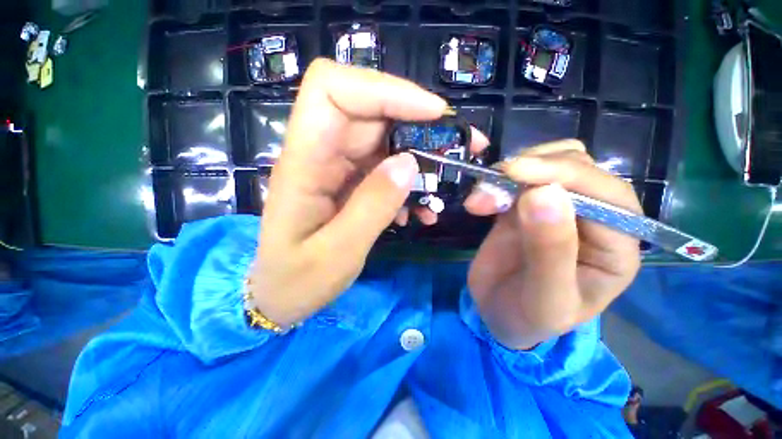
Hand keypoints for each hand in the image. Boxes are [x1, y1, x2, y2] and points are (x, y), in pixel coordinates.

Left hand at [251, 59, 449, 325]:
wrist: (282, 293)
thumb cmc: (298, 279)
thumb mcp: (338, 252)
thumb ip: (372, 207)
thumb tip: (409, 163)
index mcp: (303, 163)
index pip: (333, 90)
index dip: (384, 89)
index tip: (432, 113)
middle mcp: (320, 154)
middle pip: (369, 110)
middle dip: (418, 121)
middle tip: (459, 146)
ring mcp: (337, 167)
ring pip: (384, 139)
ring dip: (420, 157)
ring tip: (444, 185)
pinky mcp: (350, 182)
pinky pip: (385, 168)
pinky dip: (409, 182)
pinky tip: (419, 209)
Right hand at [464, 141, 641, 349]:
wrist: (497, 313)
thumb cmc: (528, 317)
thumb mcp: (543, 297)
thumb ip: (550, 250)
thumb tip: (544, 193)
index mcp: (616, 247)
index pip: (608, 195)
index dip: (566, 175)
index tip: (516, 173)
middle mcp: (593, 219)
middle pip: (577, 167)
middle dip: (530, 170)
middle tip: (487, 190)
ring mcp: (555, 208)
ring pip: (546, 163)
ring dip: (508, 174)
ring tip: (478, 201)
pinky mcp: (523, 206)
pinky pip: (515, 180)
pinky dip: (494, 182)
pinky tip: (477, 202)